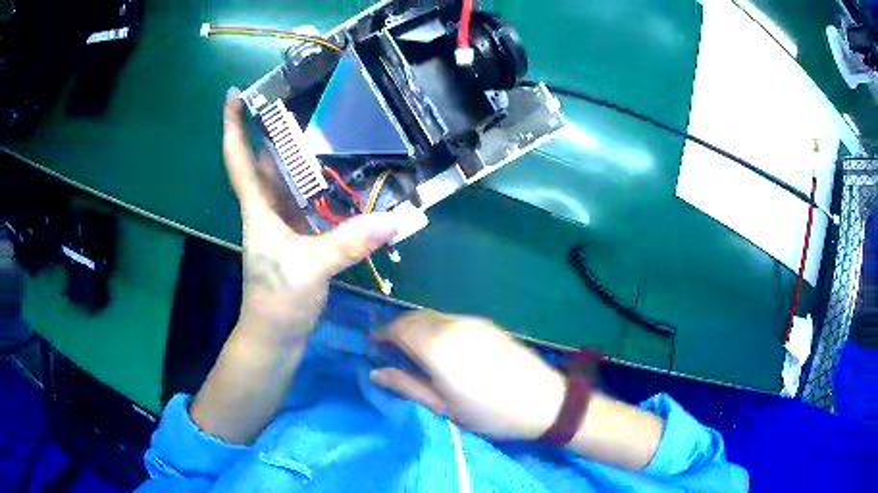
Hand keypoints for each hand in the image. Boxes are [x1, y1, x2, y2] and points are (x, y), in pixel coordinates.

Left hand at [223, 88, 396, 345]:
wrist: (275, 336)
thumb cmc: (276, 300)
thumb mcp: (309, 268)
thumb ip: (348, 242)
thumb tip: (395, 219)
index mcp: (258, 208)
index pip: (238, 159)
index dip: (233, 125)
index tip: (234, 94)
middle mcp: (268, 209)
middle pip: (269, 161)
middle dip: (278, 130)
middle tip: (304, 99)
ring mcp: (284, 224)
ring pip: (292, 181)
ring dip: (305, 157)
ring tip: (331, 128)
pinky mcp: (300, 239)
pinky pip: (312, 203)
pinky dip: (325, 189)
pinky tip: (347, 179)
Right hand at [370, 311, 565, 440]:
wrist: (543, 400)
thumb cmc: (488, 412)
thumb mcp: (442, 406)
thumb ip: (406, 385)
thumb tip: (375, 373)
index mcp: (437, 345)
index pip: (398, 328)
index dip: (381, 334)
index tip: (371, 346)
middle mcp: (453, 324)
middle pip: (415, 317)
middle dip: (397, 329)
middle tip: (390, 350)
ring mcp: (473, 321)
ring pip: (434, 316)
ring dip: (417, 327)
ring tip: (414, 350)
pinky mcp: (489, 324)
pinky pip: (452, 319)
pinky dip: (436, 327)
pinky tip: (442, 347)